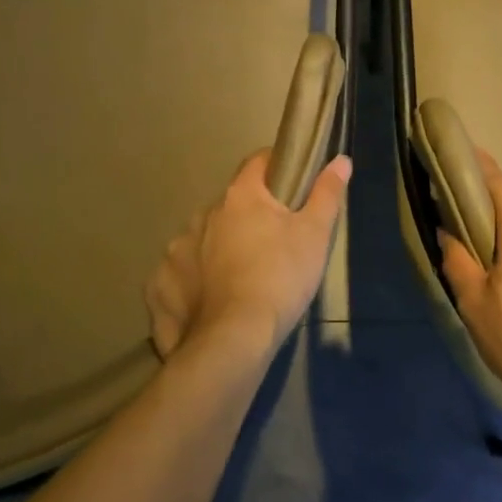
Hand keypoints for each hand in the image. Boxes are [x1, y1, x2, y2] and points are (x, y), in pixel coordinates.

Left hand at [146, 150, 350, 361]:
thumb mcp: (315, 235)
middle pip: (232, 205)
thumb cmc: (280, 279)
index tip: (291, 184)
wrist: (233, 342)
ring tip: (241, 279)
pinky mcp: (160, 285)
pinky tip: (210, 303)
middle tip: (272, 244)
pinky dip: (194, 283)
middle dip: (249, 217)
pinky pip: (180, 274)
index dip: (276, 167)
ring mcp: (177, 249)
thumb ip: (327, 193)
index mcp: (240, 196)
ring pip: (204, 239)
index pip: (258, 162)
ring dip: (219, 249)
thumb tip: (341, 160)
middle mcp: (203, 214)